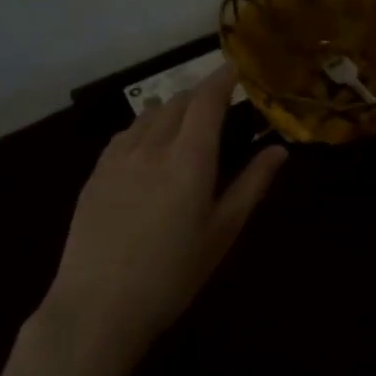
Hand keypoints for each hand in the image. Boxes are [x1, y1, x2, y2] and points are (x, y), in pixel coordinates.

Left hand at [42, 64, 286, 364]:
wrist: (97, 308)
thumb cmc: (172, 275)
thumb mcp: (221, 233)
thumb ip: (252, 185)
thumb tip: (279, 149)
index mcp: (190, 158)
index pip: (207, 100)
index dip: (221, 78)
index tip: (234, 68)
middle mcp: (153, 146)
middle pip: (178, 101)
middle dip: (199, 95)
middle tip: (216, 105)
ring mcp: (119, 157)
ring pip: (149, 114)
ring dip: (171, 108)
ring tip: (183, 122)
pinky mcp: (96, 173)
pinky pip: (125, 133)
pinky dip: (143, 127)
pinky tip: (146, 145)